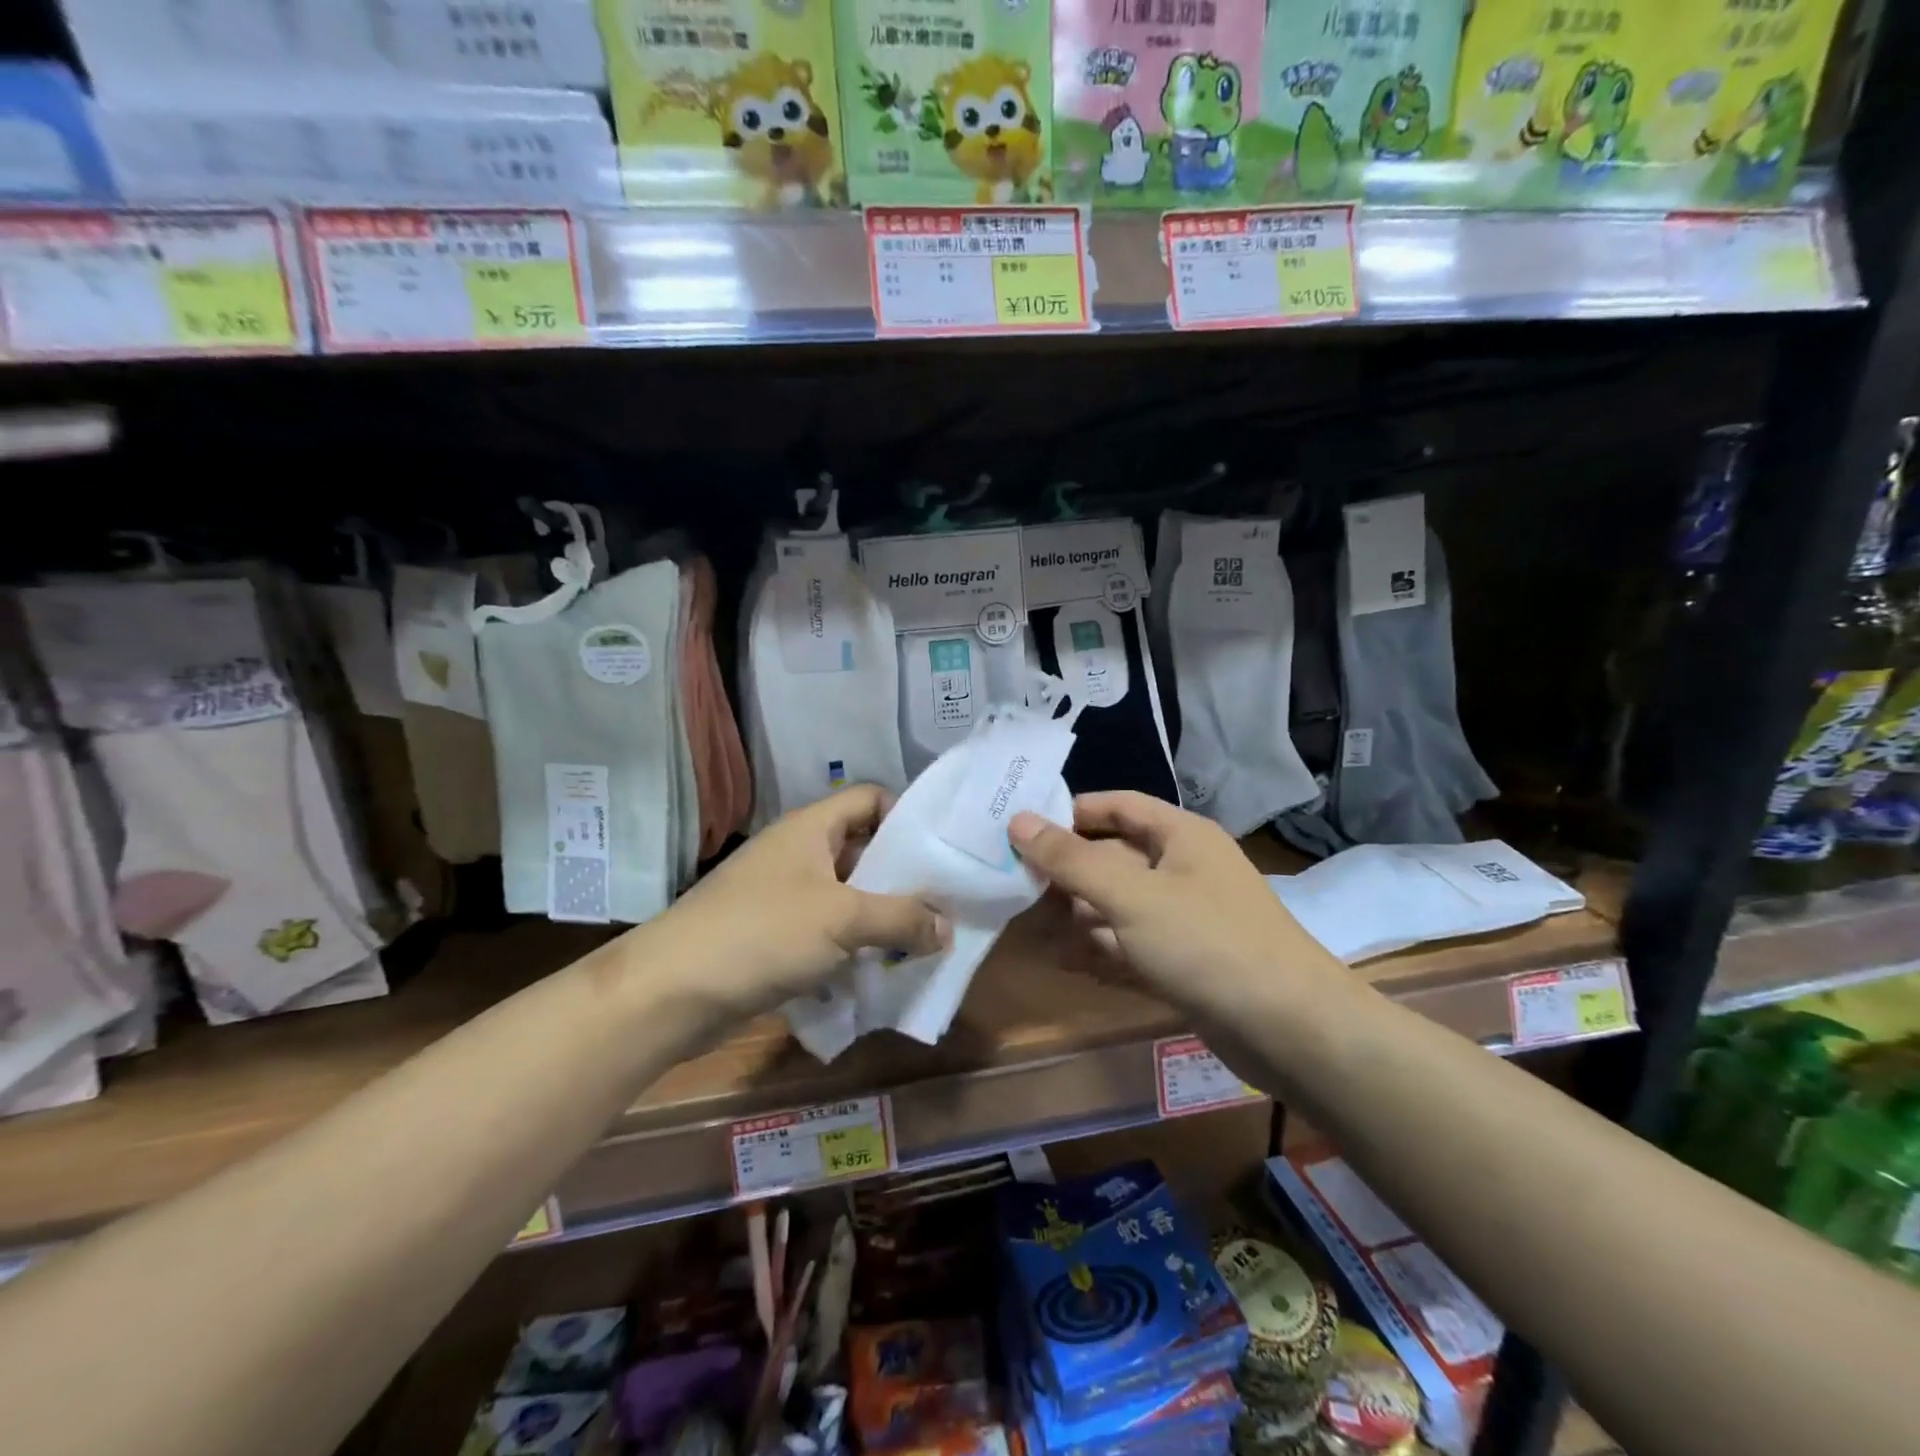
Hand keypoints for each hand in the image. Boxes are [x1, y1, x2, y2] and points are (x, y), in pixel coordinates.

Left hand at [655, 785, 948, 1019]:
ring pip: (845, 895)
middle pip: (862, 850)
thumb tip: (947, 927)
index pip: (869, 798)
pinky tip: (876, 971)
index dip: (905, 816)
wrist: (671, 991)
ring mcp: (781, 894)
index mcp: (810, 828)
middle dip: (900, 877)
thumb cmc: (762, 933)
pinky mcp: (771, 935)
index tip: (938, 852)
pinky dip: (850, 945)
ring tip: (920, 943)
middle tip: (941, 905)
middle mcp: (797, 853)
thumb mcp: (843, 919)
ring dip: (879, 917)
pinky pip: (824, 930)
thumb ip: (902, 918)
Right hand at [1009, 791, 1331, 1021]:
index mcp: (1180, 836)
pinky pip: (1132, 942)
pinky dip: (1100, 948)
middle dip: (1067, 871)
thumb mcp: (1131, 896)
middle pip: (1114, 856)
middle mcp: (1184, 868)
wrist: (1292, 1030)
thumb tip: (1018, 820)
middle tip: (1014, 884)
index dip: (1071, 811)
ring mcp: (1187, 917)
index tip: (1022, 826)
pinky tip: (1064, 961)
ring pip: (1120, 903)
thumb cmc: (1207, 942)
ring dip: (1077, 913)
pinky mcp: (1186, 960)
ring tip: (1027, 926)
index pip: (1118, 805)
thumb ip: (1072, 860)